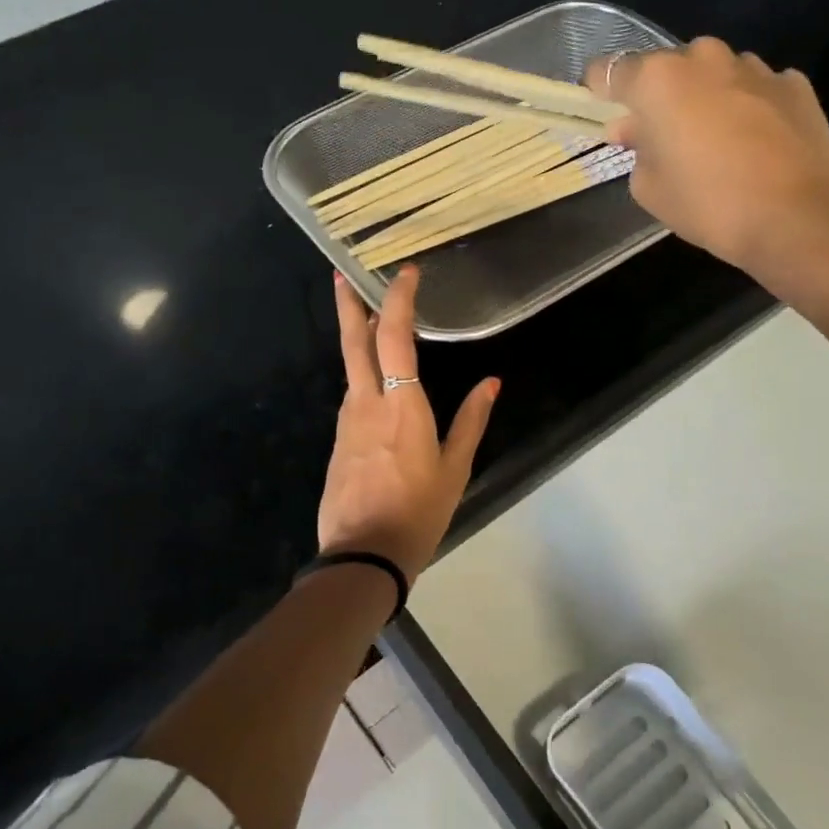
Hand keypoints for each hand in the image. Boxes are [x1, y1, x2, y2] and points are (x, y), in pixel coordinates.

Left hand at [318, 266, 498, 582]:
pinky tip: (376, 385)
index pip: (395, 338)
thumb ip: (471, 420)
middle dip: (350, 304)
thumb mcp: (455, 469)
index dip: (399, 301)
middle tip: (342, 274)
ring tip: (374, 324)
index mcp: (401, 405)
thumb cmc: (418, 512)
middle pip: (354, 343)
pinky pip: (352, 398)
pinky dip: (362, 378)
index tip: (406, 274)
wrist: (363, 555)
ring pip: (350, 370)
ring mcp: (346, 421)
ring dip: (360, 341)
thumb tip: (492, 383)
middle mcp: (366, 403)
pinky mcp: (337, 441)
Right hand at [589, 38, 828, 306]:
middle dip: (659, 97)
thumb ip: (636, 150)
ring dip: (705, 99)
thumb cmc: (708, 205)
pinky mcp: (793, 83)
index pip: (609, 71)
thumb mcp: (649, 189)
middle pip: (666, 68)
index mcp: (658, 80)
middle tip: (662, 138)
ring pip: (713, 75)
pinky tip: (753, 145)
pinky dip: (746, 107)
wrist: (796, 217)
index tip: (605, 116)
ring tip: (714, 144)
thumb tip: (637, 131)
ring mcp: (754, 67)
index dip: (601, 93)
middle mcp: (704, 58)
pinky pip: (754, 89)